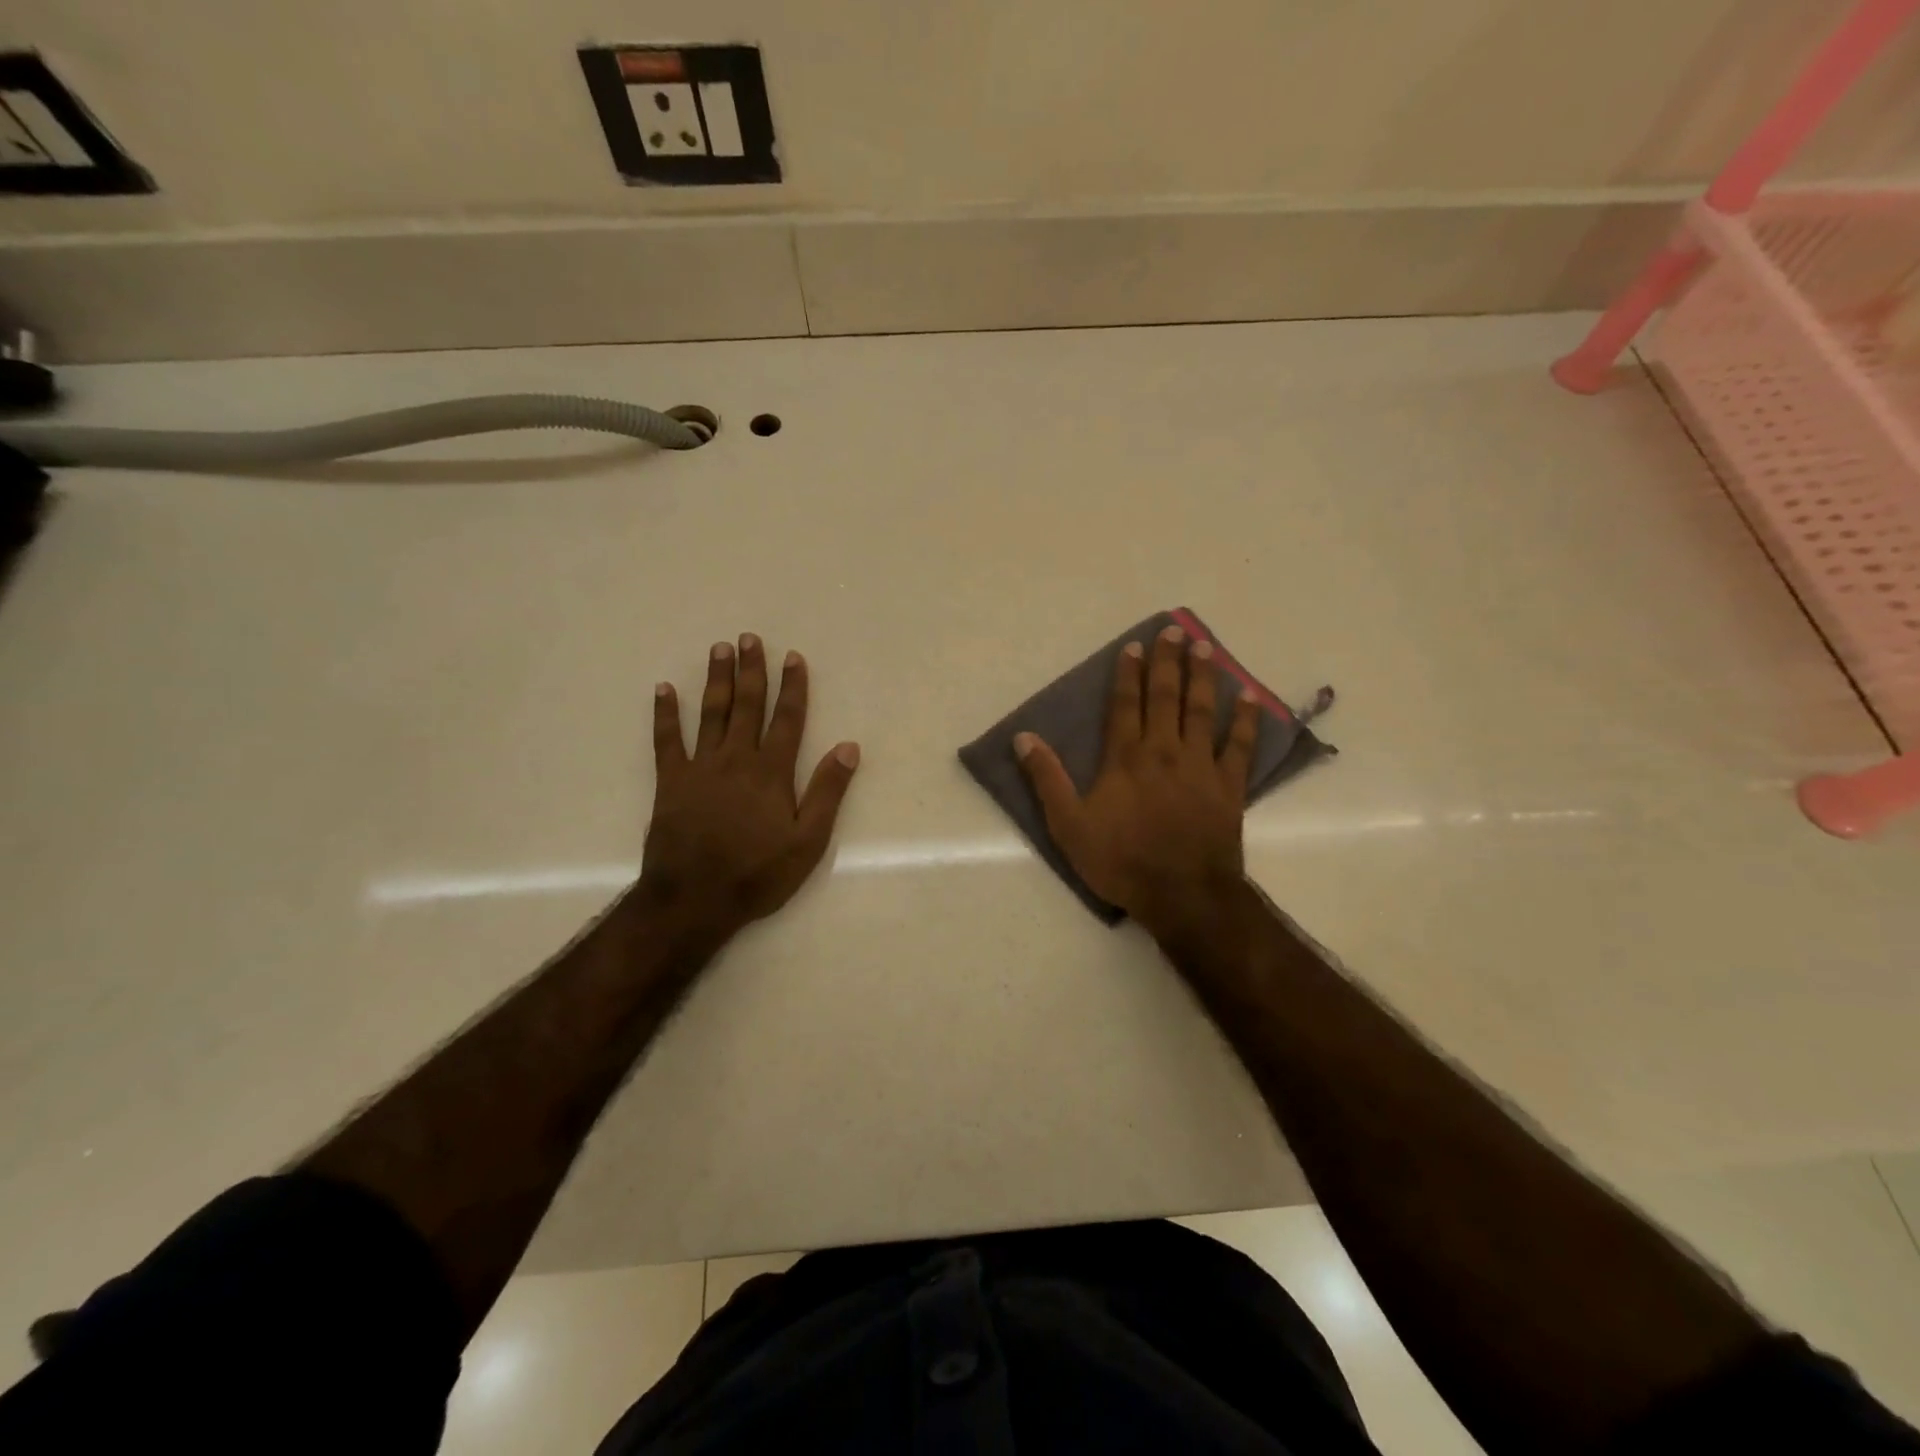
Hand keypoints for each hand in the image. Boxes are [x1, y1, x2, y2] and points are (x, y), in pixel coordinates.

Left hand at [639, 634, 859, 938]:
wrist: (693, 899)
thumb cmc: (757, 873)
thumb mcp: (808, 841)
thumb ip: (827, 792)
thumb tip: (848, 747)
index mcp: (772, 772)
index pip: (787, 719)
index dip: (793, 687)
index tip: (793, 657)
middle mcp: (737, 759)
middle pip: (747, 706)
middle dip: (752, 670)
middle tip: (750, 638)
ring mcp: (700, 768)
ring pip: (711, 714)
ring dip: (717, 680)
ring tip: (720, 648)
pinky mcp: (671, 782)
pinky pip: (666, 740)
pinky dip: (665, 714)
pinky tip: (664, 690)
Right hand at [1015, 624, 1258, 936]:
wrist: (1182, 894)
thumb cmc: (1121, 861)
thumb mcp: (1068, 825)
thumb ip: (1047, 779)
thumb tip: (1023, 737)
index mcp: (1126, 758)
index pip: (1126, 705)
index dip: (1128, 674)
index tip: (1134, 646)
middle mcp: (1164, 751)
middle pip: (1166, 697)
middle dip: (1168, 662)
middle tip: (1175, 630)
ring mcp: (1201, 766)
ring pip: (1202, 711)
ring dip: (1203, 677)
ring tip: (1206, 648)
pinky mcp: (1229, 786)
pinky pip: (1240, 746)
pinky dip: (1245, 721)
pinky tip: (1249, 697)